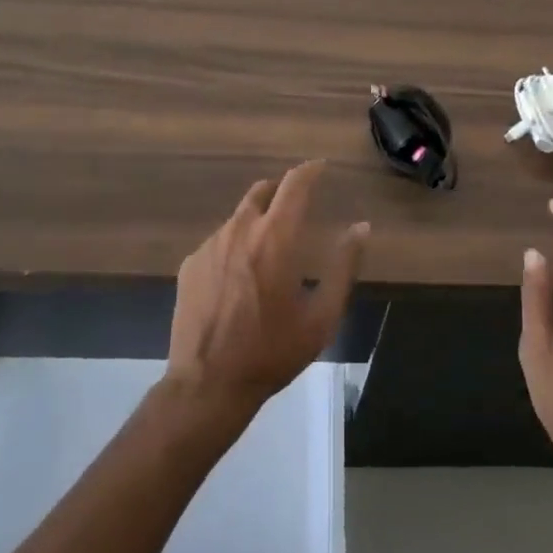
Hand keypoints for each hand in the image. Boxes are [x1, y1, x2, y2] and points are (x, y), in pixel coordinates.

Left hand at [166, 162, 368, 420]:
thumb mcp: (321, 316)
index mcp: (276, 238)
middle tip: (297, 204)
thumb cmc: (272, 351)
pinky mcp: (191, 264)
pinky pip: (219, 240)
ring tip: (270, 247)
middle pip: (262, 190)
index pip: (294, 184)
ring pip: (239, 216)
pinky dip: (236, 244)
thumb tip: (361, 227)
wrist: (207, 385)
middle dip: (282, 189)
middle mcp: (240, 230)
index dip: (310, 171)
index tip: (321, 167)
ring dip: (258, 219)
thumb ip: (344, 266)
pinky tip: (240, 276)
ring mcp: (210, 245)